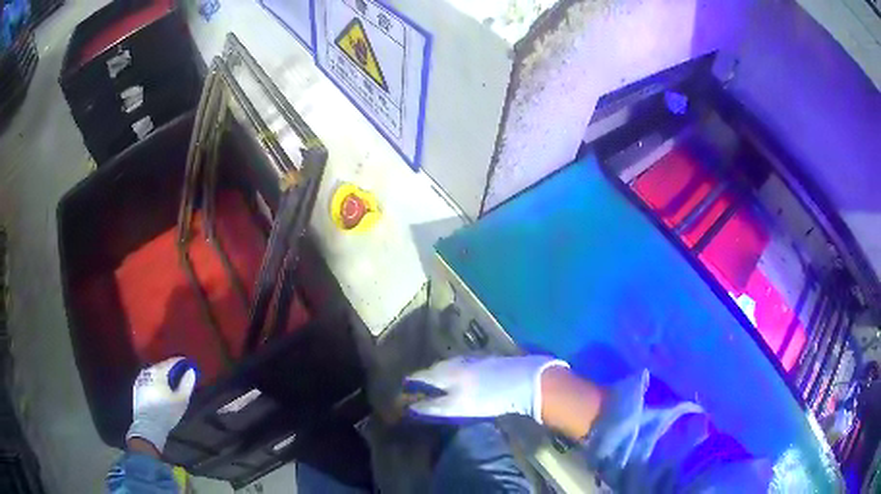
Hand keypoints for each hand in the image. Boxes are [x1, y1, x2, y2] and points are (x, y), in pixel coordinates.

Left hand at [126, 357, 197, 452]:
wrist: (148, 426)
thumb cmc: (166, 412)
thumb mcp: (181, 400)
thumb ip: (187, 384)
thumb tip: (191, 371)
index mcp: (159, 371)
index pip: (171, 362)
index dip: (181, 362)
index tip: (189, 364)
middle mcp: (148, 371)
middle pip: (162, 366)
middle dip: (171, 369)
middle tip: (180, 375)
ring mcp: (141, 378)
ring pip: (154, 372)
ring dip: (162, 375)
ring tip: (170, 382)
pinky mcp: (137, 387)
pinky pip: (148, 379)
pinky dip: (154, 381)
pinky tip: (159, 388)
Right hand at [403, 355, 567, 423]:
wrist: (522, 381)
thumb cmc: (487, 397)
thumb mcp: (456, 407)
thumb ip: (432, 407)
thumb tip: (411, 408)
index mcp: (444, 373)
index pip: (420, 376)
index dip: (410, 383)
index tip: (403, 389)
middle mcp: (455, 362)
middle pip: (434, 368)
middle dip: (425, 378)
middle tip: (420, 388)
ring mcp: (472, 358)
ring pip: (450, 365)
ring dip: (441, 373)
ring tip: (440, 383)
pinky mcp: (487, 360)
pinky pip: (463, 364)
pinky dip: (457, 371)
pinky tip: (464, 378)